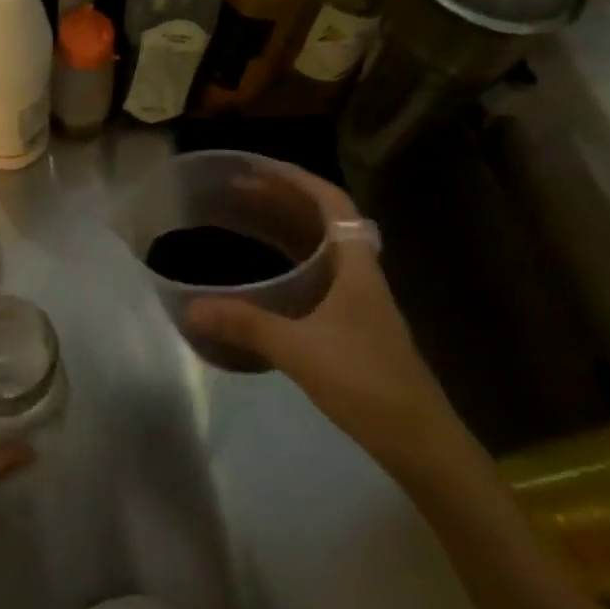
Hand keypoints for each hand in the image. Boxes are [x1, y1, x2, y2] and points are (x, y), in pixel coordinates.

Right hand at [184, 168, 478, 484]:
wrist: (418, 439)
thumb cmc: (365, 383)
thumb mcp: (299, 350)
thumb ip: (246, 324)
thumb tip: (191, 307)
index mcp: (356, 266)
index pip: (332, 203)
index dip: (296, 179)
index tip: (257, 168)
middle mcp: (359, 273)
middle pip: (322, 219)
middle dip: (281, 198)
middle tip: (236, 190)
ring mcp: (358, 299)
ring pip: (319, 246)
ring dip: (285, 227)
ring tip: (245, 218)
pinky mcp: (352, 323)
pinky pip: (316, 273)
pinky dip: (289, 260)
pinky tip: (265, 273)